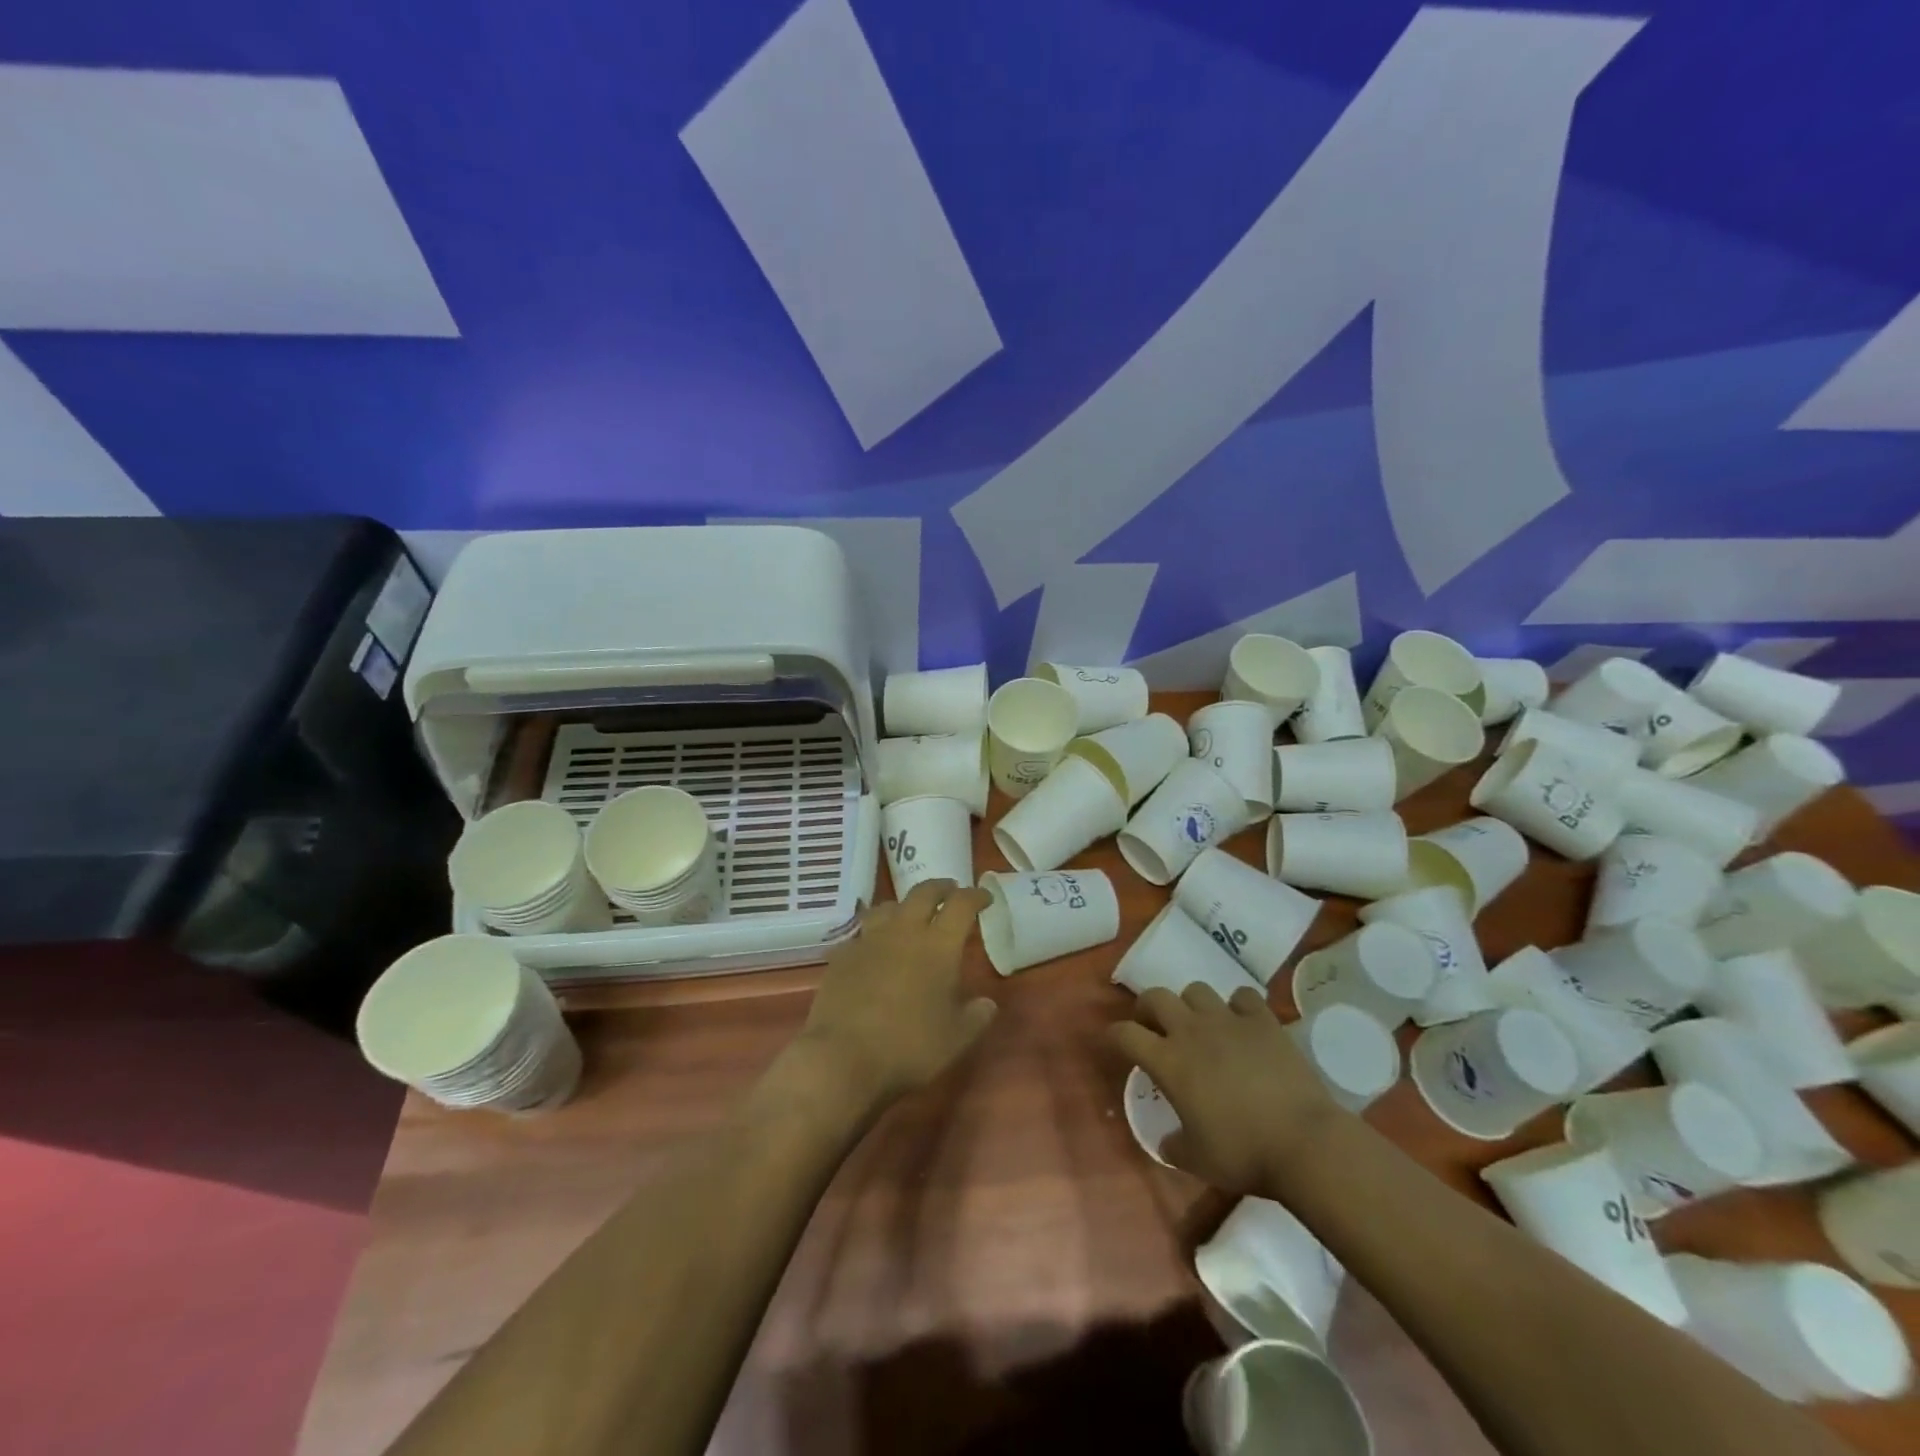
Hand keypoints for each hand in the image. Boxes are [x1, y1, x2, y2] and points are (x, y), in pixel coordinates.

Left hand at [792, 879, 997, 1112]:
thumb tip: (987, 1003)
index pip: (961, 905)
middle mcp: (904, 931)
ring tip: (911, 914)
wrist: (842, 1056)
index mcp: (938, 945)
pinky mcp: (842, 955)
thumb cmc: (909, 1046)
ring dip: (906, 905)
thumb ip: (976, 1016)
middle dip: (941, 888)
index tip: (985, 897)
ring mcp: (869, 940)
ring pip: (889, 906)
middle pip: (923, 893)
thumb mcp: (956, 1038)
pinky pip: (863, 932)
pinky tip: (876, 947)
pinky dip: (876, 933)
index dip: (975, 896)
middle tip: (951, 891)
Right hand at [1109, 984, 1344, 1194]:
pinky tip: (1243, 1024)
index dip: (1115, 1035)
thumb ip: (1174, 1145)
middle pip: (1156, 997)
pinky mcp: (1262, 1020)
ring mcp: (1228, 1020)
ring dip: (1192, 1005)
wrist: (1304, 1142)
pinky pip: (1242, 996)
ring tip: (1201, 1024)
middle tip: (1155, 1027)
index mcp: (1168, 1062)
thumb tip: (1167, 1141)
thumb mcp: (1197, 1161)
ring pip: (1196, 990)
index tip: (1115, 1042)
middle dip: (1148, 1008)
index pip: (1125, 1034)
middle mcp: (1191, 1031)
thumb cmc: (1243, 1153)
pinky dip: (1238, 1006)